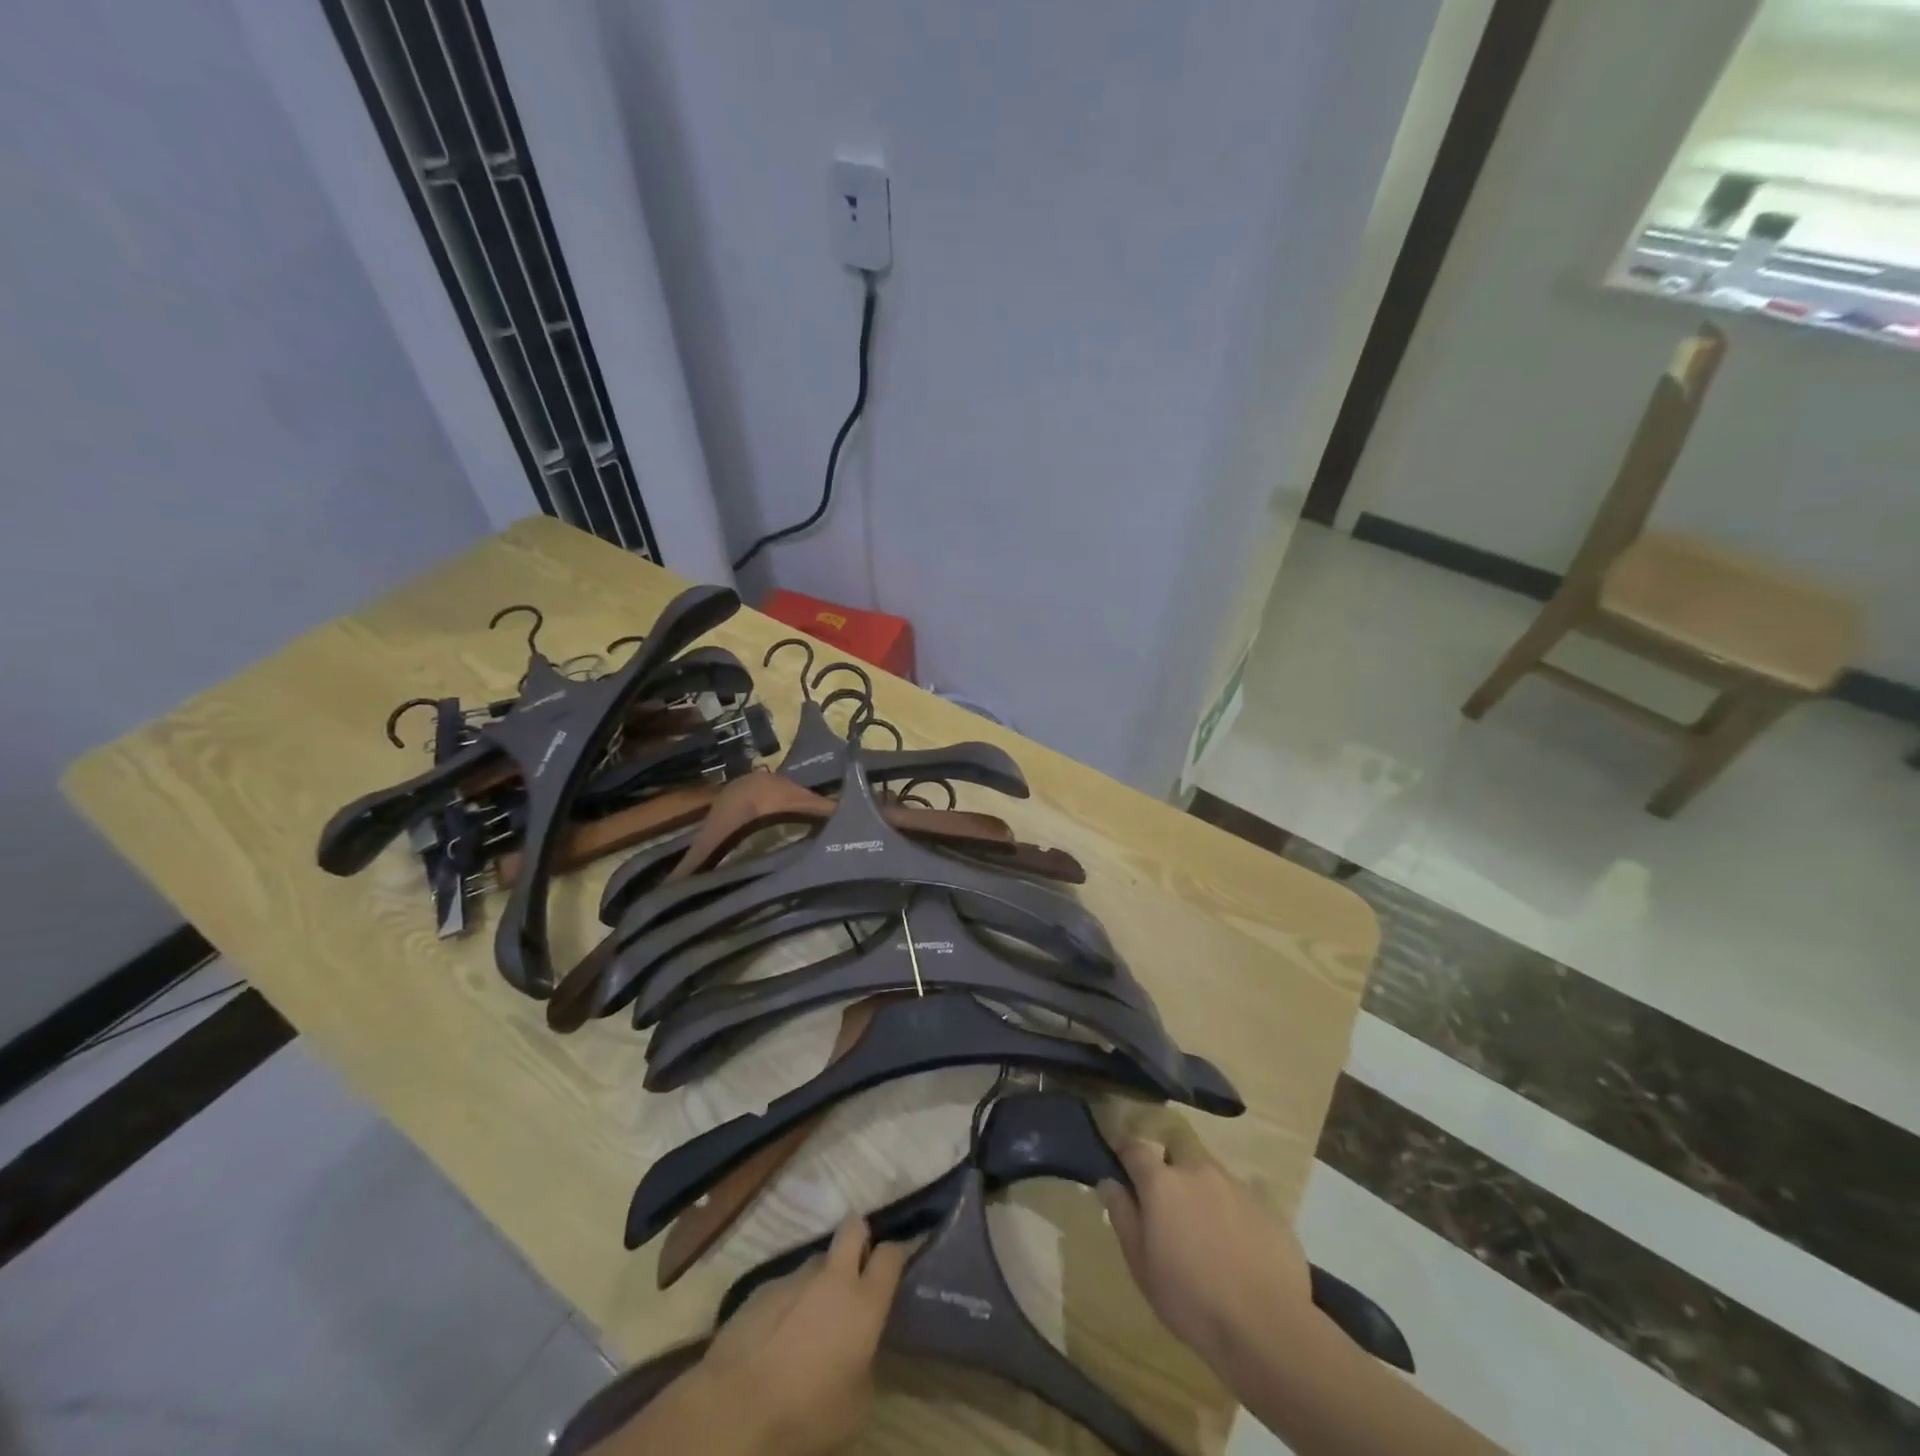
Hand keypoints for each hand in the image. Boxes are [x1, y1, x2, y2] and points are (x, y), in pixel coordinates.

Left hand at [697, 1217, 907, 1455]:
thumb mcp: (856, 1408)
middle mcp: (834, 1277)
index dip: (896, 1255)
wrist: (735, 1408)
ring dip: (820, 1279)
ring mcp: (795, 1277)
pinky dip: (788, 1303)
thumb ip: (867, 1367)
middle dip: (859, 1238)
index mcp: (864, 1302)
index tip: (896, 1266)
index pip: (891, 1254)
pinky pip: (786, 1286)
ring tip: (810, 1318)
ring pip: (817, 1261)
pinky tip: (776, 1337)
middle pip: (854, 1228)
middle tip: (856, 1269)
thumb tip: (861, 1354)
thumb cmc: (806, 1413)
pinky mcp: (763, 1287)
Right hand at [1100, 1123, 1312, 1371]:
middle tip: (1165, 1188)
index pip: (1134, 1147)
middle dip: (1168, 1156)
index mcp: (1162, 1182)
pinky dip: (1232, 1209)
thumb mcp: (1141, 1265)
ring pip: (1211, 1170)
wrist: (1266, 1328)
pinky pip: (1243, 1196)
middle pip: (1178, 1144)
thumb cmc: (1190, 1300)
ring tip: (1204, 1222)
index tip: (1115, 1148)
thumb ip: (1123, 1216)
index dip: (1122, 1145)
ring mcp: (1237, 1186)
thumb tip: (1108, 1181)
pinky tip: (1237, 1240)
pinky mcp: (1268, 1207)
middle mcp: (1198, 1171)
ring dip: (1201, 1185)